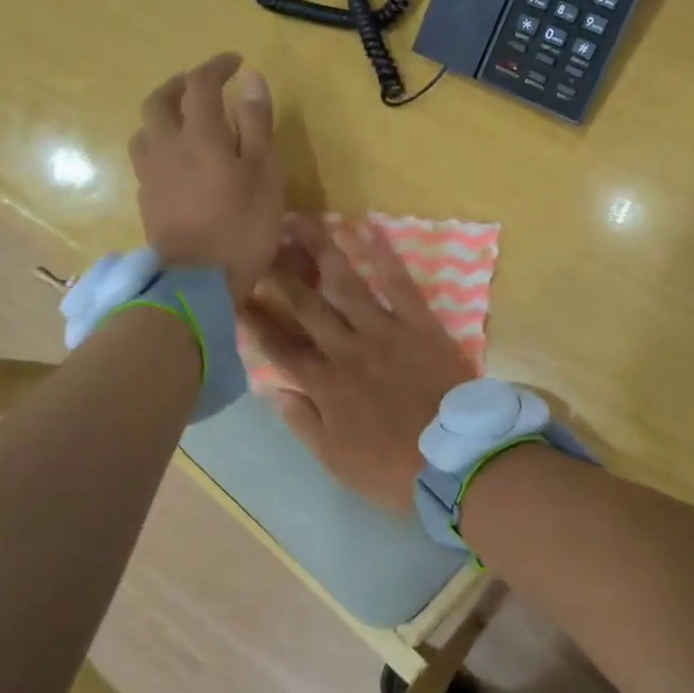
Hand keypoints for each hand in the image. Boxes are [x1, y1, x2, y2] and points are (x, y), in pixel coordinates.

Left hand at [129, 52, 282, 300]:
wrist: (197, 282)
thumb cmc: (242, 225)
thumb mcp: (264, 172)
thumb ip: (256, 123)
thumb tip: (250, 78)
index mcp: (199, 135)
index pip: (201, 84)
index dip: (216, 66)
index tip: (234, 62)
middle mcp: (166, 146)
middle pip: (159, 101)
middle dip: (180, 85)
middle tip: (203, 86)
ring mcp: (151, 175)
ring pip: (146, 130)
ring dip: (164, 115)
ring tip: (186, 122)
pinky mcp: (146, 200)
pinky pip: (147, 159)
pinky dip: (161, 146)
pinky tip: (178, 161)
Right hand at [241, 220, 477, 512]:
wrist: (455, 460)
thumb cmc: (394, 469)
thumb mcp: (337, 461)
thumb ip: (304, 423)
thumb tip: (274, 391)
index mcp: (325, 385)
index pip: (281, 348)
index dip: (258, 322)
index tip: (238, 296)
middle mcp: (347, 349)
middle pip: (306, 306)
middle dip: (281, 274)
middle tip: (262, 244)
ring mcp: (383, 331)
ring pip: (346, 284)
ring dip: (323, 251)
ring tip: (304, 223)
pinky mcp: (419, 323)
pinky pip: (399, 282)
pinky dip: (383, 254)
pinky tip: (368, 227)